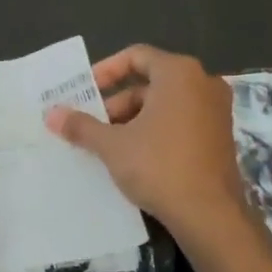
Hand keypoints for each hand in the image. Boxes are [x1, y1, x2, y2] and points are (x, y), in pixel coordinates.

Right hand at [45, 44, 253, 247]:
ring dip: (134, 120)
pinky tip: (134, 157)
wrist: (210, 215)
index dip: (105, 71)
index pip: (136, 56)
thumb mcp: (112, 145)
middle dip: (116, 103)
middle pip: (150, 82)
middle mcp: (203, 83)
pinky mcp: (221, 137)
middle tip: (92, 126)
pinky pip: (181, 122)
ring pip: (165, 104)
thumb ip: (81, 125)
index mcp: (179, 73)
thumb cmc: (159, 166)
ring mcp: (217, 111)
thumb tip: (51, 114)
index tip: (85, 93)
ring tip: (108, 146)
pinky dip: (156, 131)